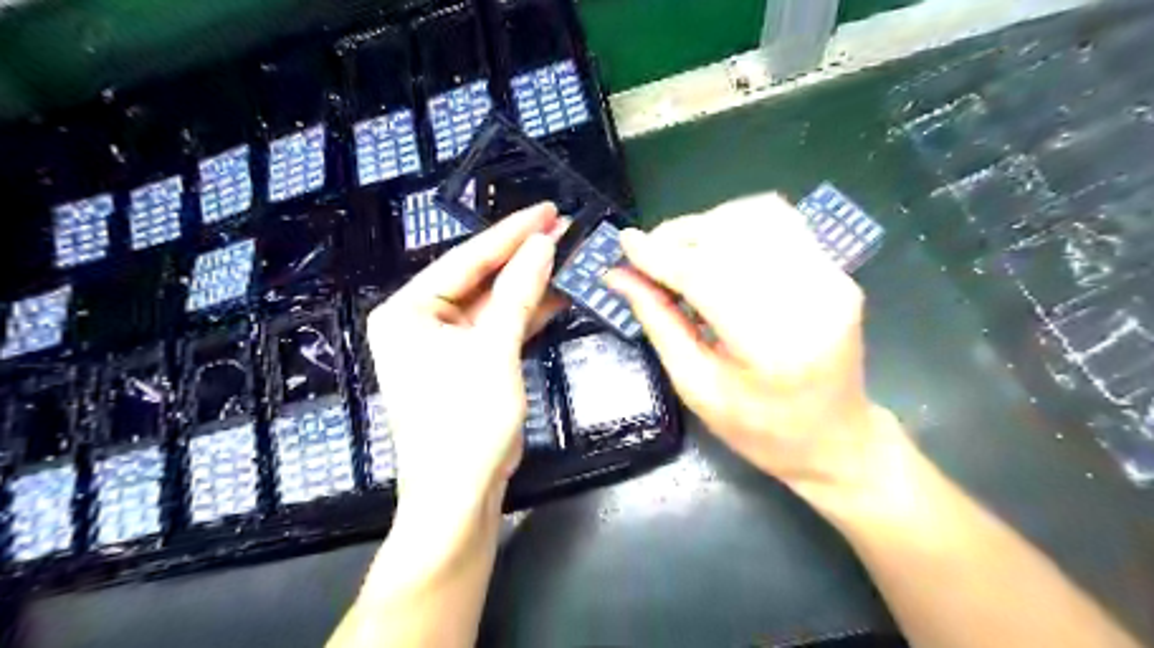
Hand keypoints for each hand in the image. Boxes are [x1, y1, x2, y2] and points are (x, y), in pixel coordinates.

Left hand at [366, 203, 565, 565]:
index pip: (465, 259)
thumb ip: (518, 293)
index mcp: (408, 311)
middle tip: (563, 227)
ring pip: (493, 301)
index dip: (510, 233)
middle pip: (480, 278)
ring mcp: (445, 342)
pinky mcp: (468, 361)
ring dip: (529, 283)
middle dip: (522, 256)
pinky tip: (557, 293)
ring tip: (567, 254)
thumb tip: (543, 244)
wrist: (460, 496)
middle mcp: (420, 320)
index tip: (548, 210)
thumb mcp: (495, 350)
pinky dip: (526, 313)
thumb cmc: (467, 422)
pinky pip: (499, 326)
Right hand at [604, 195, 901, 492]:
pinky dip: (738, 224)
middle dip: (679, 235)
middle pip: (733, 236)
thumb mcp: (697, 388)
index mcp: (774, 345)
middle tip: (648, 253)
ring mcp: (831, 279)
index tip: (624, 243)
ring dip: (708, 225)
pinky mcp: (836, 270)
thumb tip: (619, 277)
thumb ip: (659, 324)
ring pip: (758, 216)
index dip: (660, 256)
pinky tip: (717, 247)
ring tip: (680, 250)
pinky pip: (781, 222)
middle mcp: (812, 299)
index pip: (707, 275)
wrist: (836, 438)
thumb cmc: (760, 431)